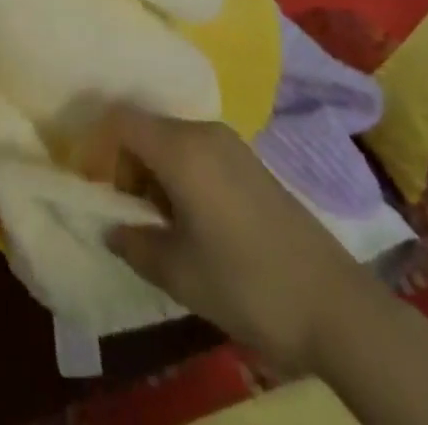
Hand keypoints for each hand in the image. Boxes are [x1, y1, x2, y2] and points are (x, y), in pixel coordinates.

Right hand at [105, 105, 358, 373]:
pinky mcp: (250, 162)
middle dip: (125, 164)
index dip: (95, 145)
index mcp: (181, 148)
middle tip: (125, 212)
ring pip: (171, 140)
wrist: (337, 307)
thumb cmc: (248, 284)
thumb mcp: (179, 273)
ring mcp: (231, 144)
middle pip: (145, 128)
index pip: (120, 120)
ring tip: (158, 223)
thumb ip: (133, 243)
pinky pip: (197, 152)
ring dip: (153, 172)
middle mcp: (203, 131)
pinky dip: (179, 175)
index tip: (90, 185)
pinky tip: (192, 221)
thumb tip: (110, 226)